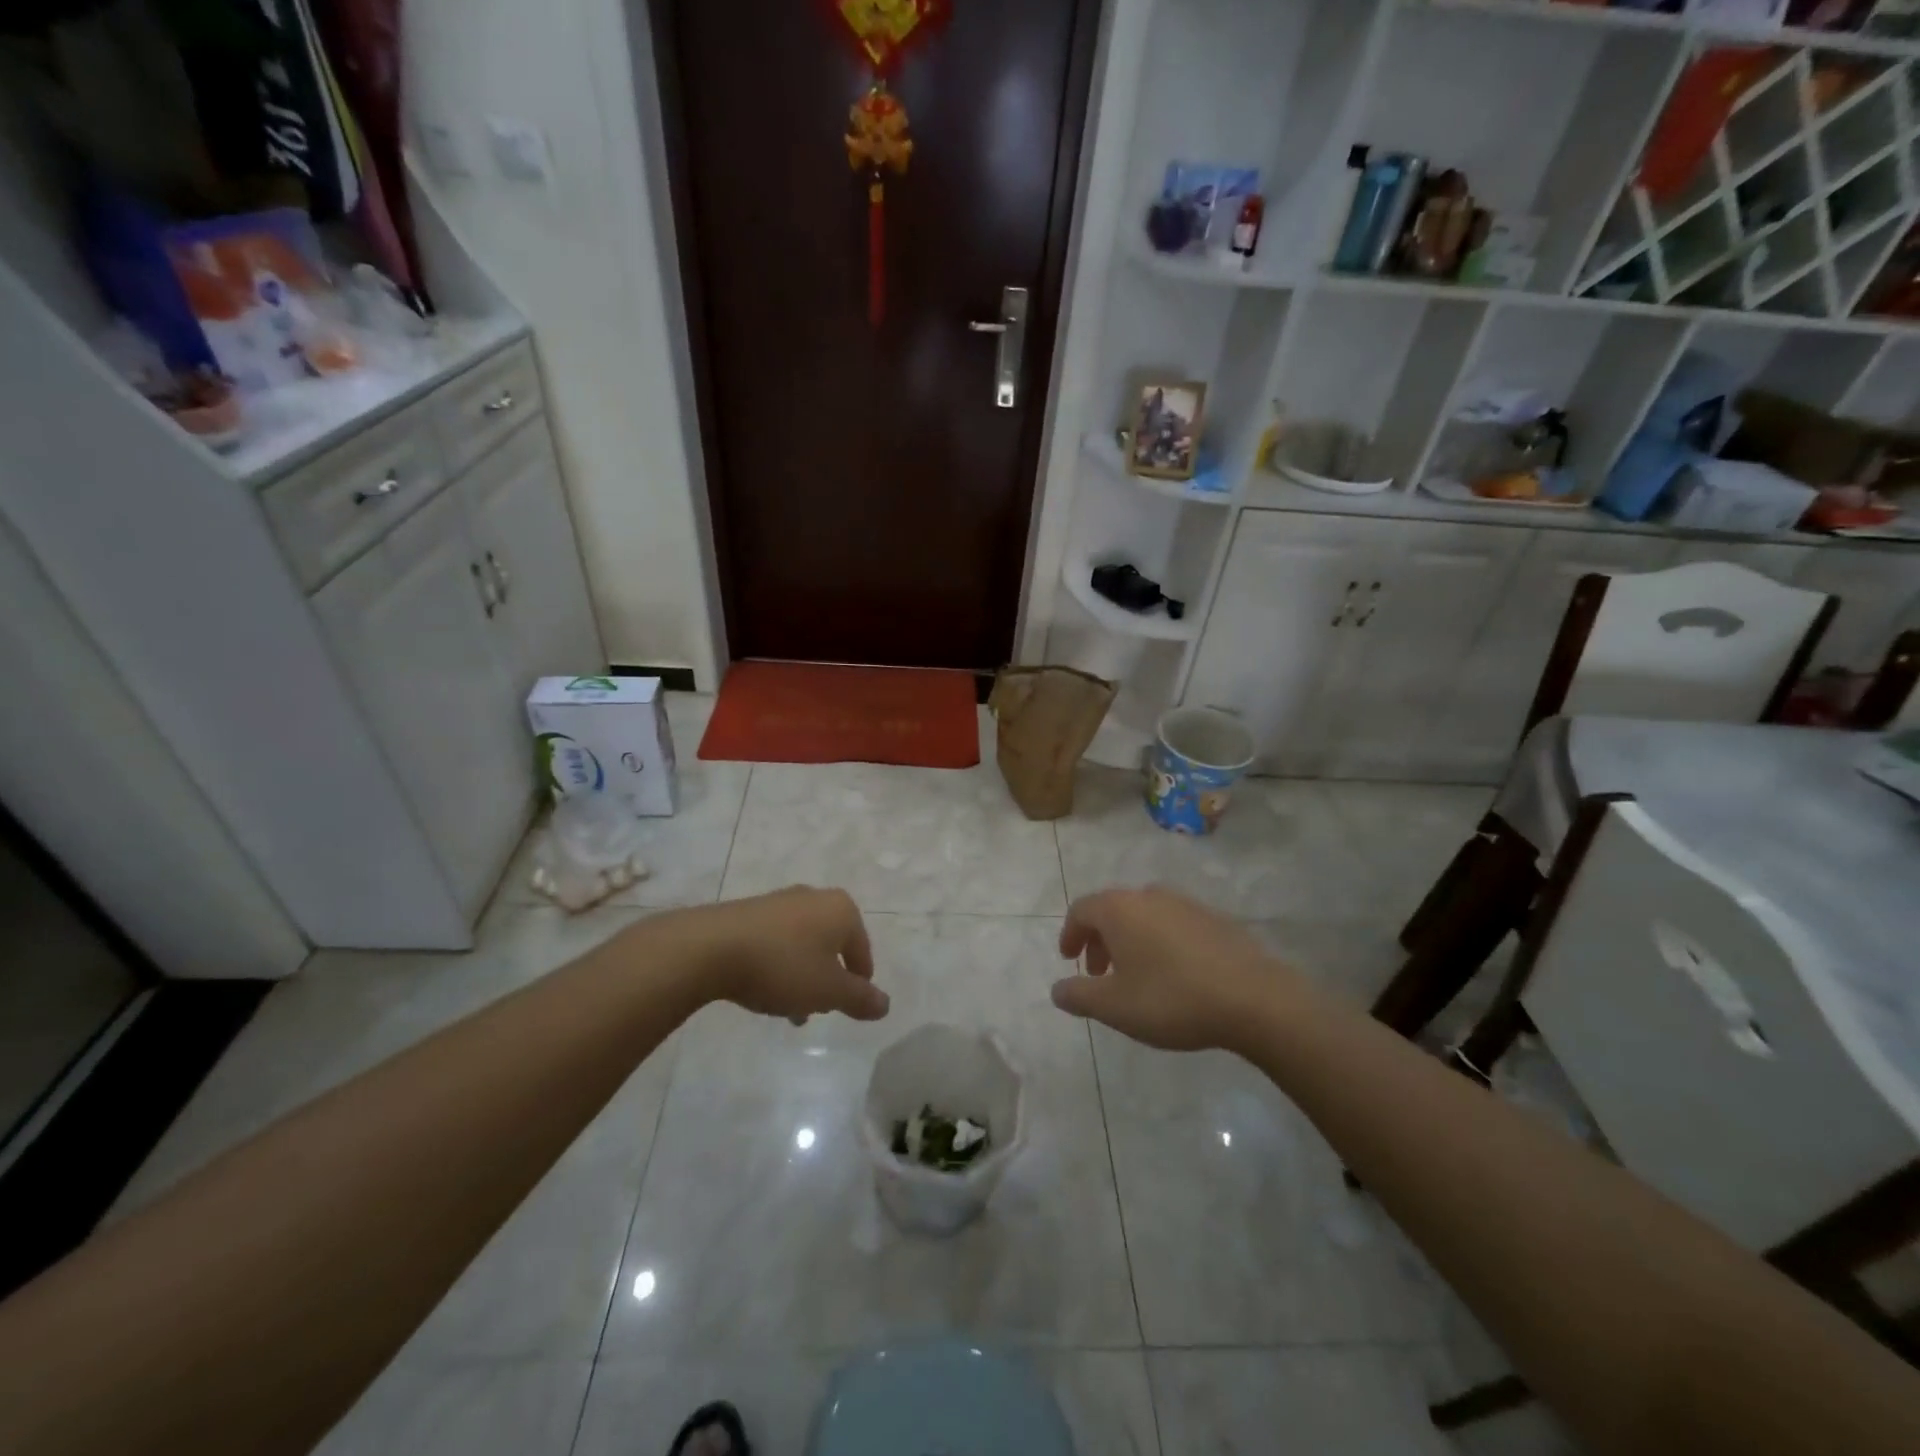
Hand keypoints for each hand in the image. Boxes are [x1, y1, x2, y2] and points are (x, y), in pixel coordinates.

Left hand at [678, 887, 889, 1023]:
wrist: (711, 947)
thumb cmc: (782, 967)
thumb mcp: (828, 991)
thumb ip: (860, 999)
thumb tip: (885, 1004)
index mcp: (842, 910)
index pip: (862, 950)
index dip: (859, 982)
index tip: (846, 1007)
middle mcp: (814, 897)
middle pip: (832, 945)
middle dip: (827, 979)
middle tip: (816, 1009)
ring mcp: (780, 901)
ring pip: (803, 944)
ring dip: (801, 975)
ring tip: (785, 1007)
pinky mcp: (749, 911)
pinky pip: (776, 941)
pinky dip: (777, 964)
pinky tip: (761, 987)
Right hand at [1051, 887, 1295, 1051]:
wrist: (1254, 998)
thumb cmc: (1172, 998)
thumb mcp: (1115, 1007)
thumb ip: (1079, 996)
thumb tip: (1057, 990)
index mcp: (1120, 909)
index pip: (1081, 910)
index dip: (1070, 934)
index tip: (1069, 960)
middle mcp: (1149, 895)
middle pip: (1112, 909)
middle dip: (1099, 940)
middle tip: (1098, 974)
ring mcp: (1185, 903)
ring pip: (1144, 915)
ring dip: (1130, 941)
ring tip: (1135, 976)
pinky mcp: (1214, 918)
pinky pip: (1172, 924)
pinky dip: (1159, 942)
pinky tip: (1173, 974)